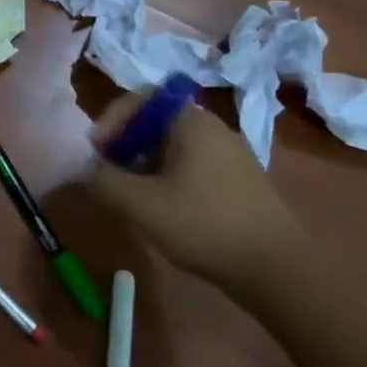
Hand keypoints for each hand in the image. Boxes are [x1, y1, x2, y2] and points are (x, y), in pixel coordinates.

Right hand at [87, 93, 307, 303]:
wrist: (276, 268)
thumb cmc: (203, 225)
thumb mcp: (140, 204)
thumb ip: (104, 180)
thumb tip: (90, 169)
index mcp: (192, 122)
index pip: (142, 98)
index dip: (112, 119)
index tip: (98, 151)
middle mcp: (214, 129)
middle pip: (157, 122)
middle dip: (126, 144)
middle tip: (110, 174)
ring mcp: (232, 155)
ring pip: (174, 146)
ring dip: (145, 164)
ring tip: (132, 195)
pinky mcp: (240, 180)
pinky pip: (193, 165)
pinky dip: (169, 177)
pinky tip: (164, 209)